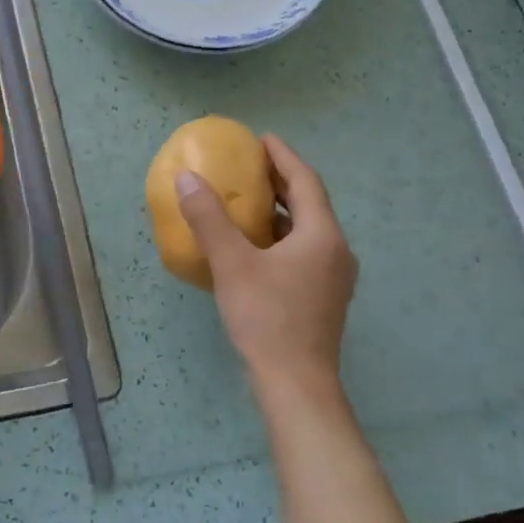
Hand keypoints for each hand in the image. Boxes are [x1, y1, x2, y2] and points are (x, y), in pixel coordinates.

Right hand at [175, 134, 358, 410]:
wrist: (297, 383)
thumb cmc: (267, 318)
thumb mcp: (232, 264)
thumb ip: (209, 219)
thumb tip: (187, 178)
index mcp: (322, 236)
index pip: (306, 182)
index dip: (284, 157)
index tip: (262, 139)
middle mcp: (336, 251)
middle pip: (310, 204)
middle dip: (281, 182)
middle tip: (251, 166)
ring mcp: (333, 277)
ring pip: (308, 230)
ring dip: (281, 211)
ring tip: (249, 201)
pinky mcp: (323, 297)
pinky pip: (304, 252)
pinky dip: (281, 237)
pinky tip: (255, 247)